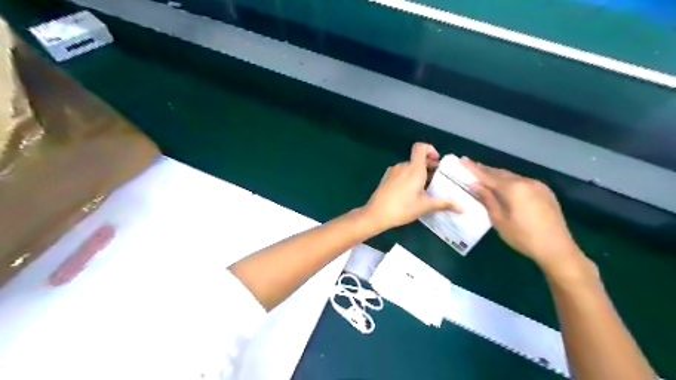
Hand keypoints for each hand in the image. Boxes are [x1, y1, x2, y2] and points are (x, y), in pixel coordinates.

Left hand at [362, 143, 461, 229]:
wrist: (376, 214)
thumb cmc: (402, 208)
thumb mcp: (425, 206)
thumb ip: (443, 203)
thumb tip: (462, 208)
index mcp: (414, 168)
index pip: (420, 147)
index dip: (430, 149)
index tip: (436, 161)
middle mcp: (403, 166)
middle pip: (417, 159)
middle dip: (428, 166)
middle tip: (437, 179)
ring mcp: (392, 171)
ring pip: (409, 167)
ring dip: (418, 173)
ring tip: (424, 188)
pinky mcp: (386, 178)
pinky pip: (400, 173)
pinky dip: (408, 177)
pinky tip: (410, 192)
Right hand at [462, 157, 583, 273]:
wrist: (557, 248)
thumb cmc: (523, 237)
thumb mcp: (499, 220)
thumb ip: (488, 200)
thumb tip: (475, 186)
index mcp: (513, 188)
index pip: (487, 176)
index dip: (473, 169)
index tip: (462, 160)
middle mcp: (525, 182)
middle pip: (500, 173)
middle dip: (485, 169)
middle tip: (471, 165)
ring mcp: (537, 186)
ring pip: (512, 177)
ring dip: (497, 175)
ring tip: (484, 173)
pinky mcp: (545, 192)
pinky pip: (522, 182)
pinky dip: (510, 181)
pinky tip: (504, 185)